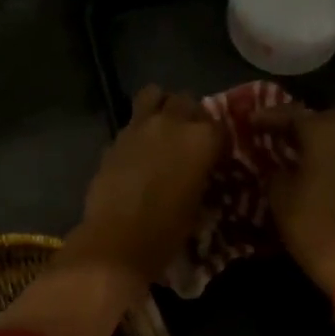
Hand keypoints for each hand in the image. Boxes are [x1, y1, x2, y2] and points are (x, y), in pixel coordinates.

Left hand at [63, 86, 223, 289]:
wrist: (118, 241)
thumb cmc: (167, 231)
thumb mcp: (198, 206)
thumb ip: (201, 177)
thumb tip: (200, 171)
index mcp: (203, 139)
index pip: (220, 126)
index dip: (218, 141)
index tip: (216, 156)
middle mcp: (173, 123)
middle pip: (187, 101)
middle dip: (191, 115)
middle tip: (188, 138)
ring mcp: (139, 127)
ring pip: (154, 94)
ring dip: (161, 106)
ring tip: (162, 128)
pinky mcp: (114, 138)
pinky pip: (131, 122)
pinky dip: (137, 130)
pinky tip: (136, 152)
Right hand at [256, 104, 334, 292]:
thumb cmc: (310, 224)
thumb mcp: (279, 194)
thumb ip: (274, 168)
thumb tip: (275, 161)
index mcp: (325, 133)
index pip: (293, 114)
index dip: (269, 117)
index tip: (250, 120)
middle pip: (323, 116)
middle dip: (300, 122)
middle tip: (277, 134)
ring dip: (320, 136)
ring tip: (296, 149)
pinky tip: (317, 165)